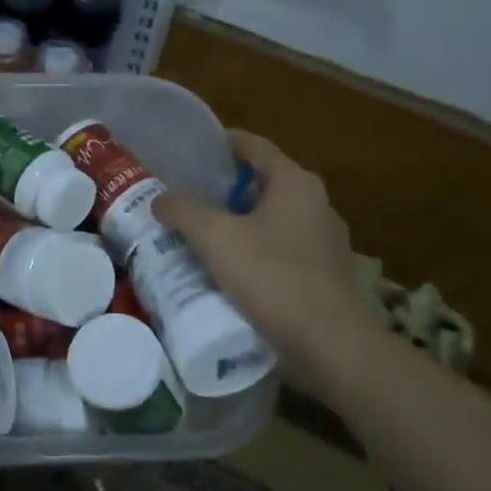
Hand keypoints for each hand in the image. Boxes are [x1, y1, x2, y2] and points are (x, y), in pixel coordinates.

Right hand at [153, 131, 372, 376]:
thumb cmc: (272, 278)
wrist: (329, 346)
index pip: (252, 146)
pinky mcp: (325, 273)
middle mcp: (316, 203)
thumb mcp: (214, 238)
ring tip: (198, 234)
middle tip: (182, 197)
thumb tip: (161, 199)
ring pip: (270, 217)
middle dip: (221, 188)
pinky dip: (254, 250)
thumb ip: (182, 209)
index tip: (186, 153)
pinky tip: (229, 269)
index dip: (218, 144)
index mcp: (295, 182)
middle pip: (260, 182)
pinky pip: (281, 248)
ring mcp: (325, 240)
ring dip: (237, 221)